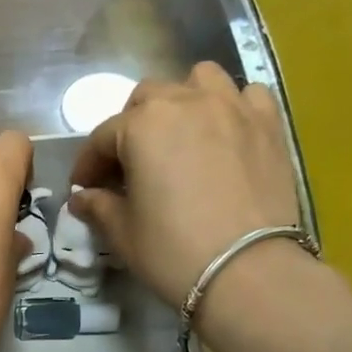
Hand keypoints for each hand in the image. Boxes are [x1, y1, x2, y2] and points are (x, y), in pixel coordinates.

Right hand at [71, 62, 307, 308]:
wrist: (247, 271)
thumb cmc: (172, 251)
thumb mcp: (123, 233)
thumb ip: (99, 206)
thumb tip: (82, 198)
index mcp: (142, 126)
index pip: (102, 137)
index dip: (88, 164)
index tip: (85, 189)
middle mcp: (185, 101)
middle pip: (148, 98)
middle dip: (131, 127)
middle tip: (129, 165)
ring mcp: (232, 106)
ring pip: (199, 80)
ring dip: (181, 101)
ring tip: (179, 135)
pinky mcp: (268, 123)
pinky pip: (246, 96)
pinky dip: (230, 107)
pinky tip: (225, 135)